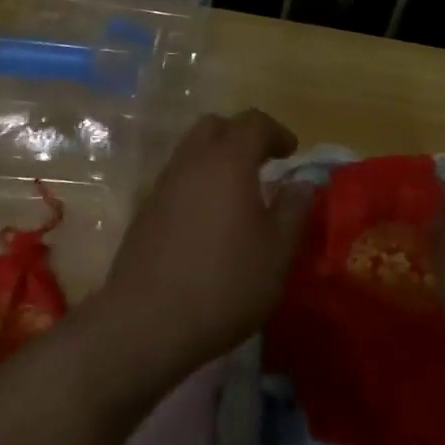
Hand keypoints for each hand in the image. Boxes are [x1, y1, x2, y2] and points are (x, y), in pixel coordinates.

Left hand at [94, 110, 311, 387]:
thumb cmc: (225, 283)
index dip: (276, 132)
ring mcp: (161, 186)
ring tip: (237, 194)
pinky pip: (176, 181)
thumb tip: (300, 184)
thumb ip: (293, 210)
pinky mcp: (144, 213)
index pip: (253, 122)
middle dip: (240, 136)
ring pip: (190, 152)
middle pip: (214, 127)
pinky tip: (209, 221)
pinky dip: (196, 185)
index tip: (292, 153)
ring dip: (216, 160)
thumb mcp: (277, 252)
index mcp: (227, 161)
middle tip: (263, 163)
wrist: (147, 322)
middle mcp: (190, 162)